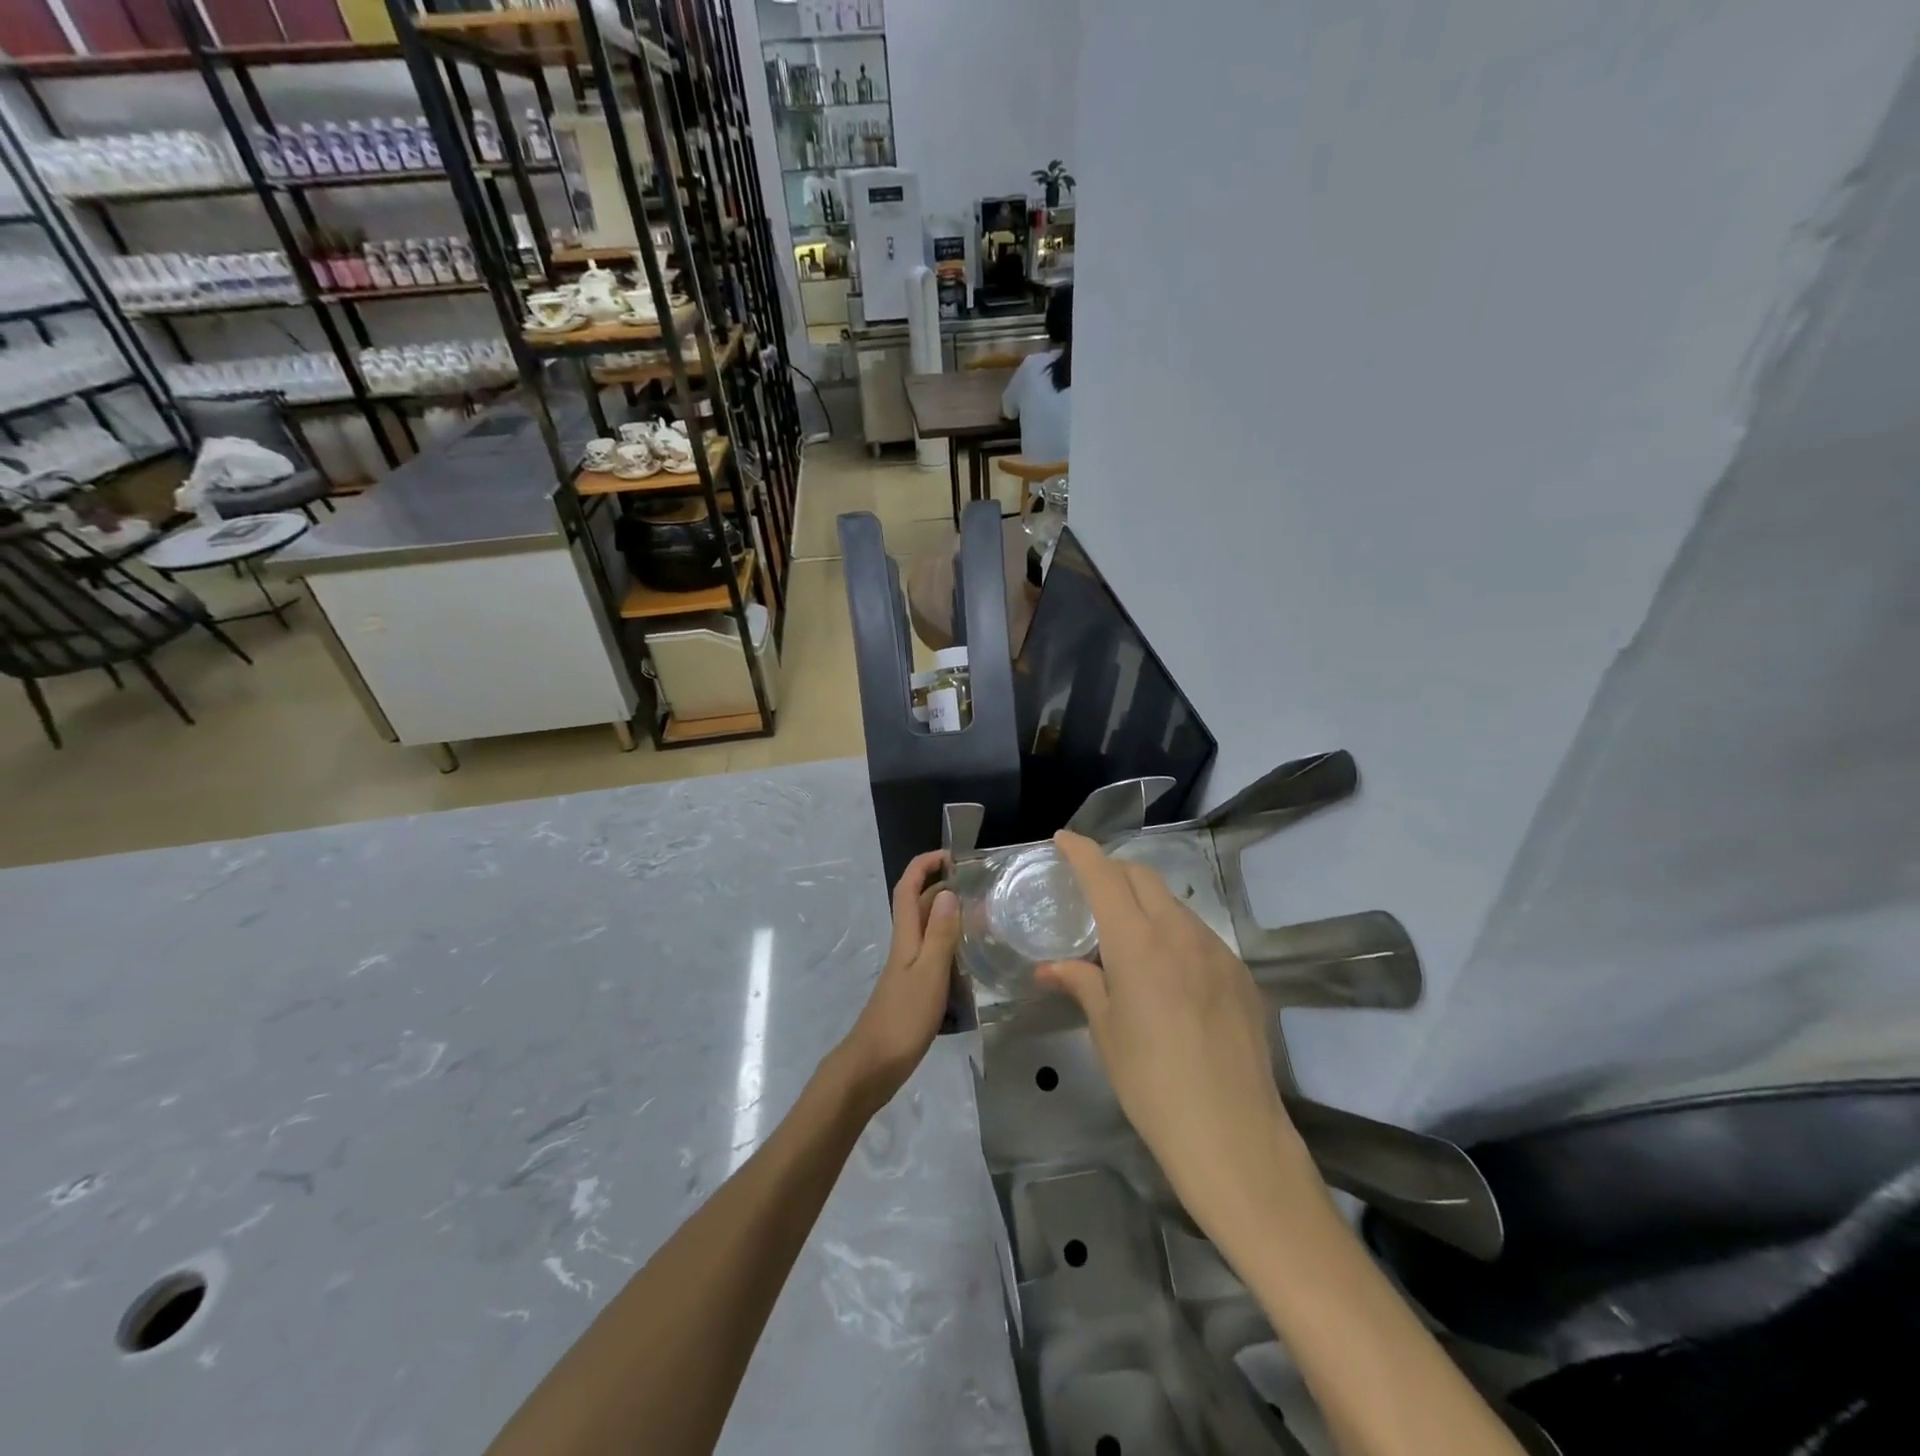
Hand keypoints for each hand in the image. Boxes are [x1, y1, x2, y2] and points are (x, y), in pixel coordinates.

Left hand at [835, 850, 960, 1111]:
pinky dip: (950, 945)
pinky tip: (970, 958)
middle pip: (918, 905)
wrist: (873, 1066)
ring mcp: (908, 968)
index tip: (951, 855)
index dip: (924, 865)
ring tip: (982, 915)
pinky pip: (933, 953)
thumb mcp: (929, 973)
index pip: (908, 888)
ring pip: (927, 929)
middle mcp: (905, 946)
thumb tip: (947, 892)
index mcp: (906, 937)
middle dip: (941, 886)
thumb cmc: (903, 1017)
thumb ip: (940, 934)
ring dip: (948, 915)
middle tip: (978, 885)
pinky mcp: (913, 989)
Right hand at [1038, 832, 1317, 1252]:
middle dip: (1114, 871)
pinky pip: (1200, 935)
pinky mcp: (1242, 975)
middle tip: (1090, 889)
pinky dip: (1174, 933)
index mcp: (1138, 944)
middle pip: (1144, 878)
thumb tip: (1051, 968)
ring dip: (1146, 903)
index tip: (1064, 839)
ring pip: (1174, 905)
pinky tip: (1167, 971)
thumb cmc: (1152, 1085)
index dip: (1083, 851)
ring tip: (1127, 937)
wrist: (1233, 1136)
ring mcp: (1218, 952)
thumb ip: (1081, 985)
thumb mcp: (1107, 1034)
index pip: (1105, 876)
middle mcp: (1180, 933)